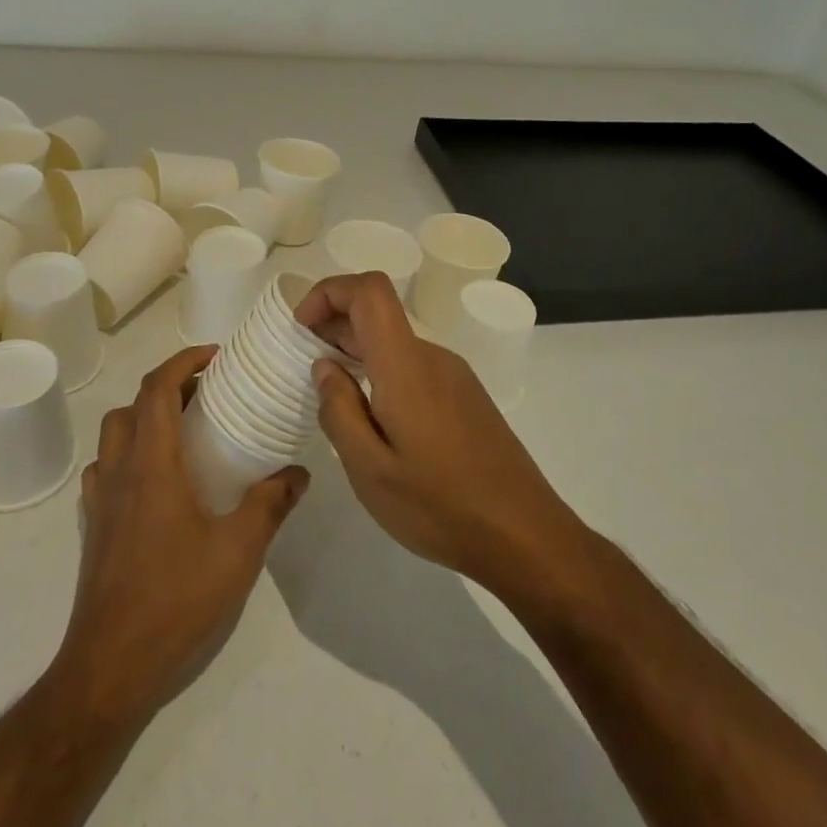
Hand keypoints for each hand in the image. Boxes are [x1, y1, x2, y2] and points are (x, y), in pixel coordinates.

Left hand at [52, 344, 308, 724]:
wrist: (110, 667)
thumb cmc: (175, 599)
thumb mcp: (238, 550)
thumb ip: (270, 504)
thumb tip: (298, 472)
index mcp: (151, 465)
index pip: (156, 388)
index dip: (183, 362)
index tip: (214, 357)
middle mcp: (118, 472)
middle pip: (131, 406)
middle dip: (167, 388)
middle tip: (206, 395)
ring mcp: (99, 501)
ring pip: (114, 436)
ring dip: (144, 420)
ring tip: (183, 434)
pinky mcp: (92, 528)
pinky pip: (105, 471)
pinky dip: (129, 456)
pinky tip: (156, 484)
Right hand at [297, 272, 583, 599]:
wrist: (525, 536)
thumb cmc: (441, 506)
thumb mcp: (371, 471)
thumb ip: (339, 411)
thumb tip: (324, 366)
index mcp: (406, 365)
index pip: (369, 290)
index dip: (329, 292)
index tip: (301, 327)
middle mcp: (432, 356)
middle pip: (378, 313)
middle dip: (334, 326)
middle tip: (304, 367)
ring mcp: (454, 374)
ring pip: (394, 342)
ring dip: (357, 352)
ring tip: (334, 398)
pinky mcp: (465, 395)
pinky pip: (413, 365)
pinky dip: (381, 372)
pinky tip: (375, 419)